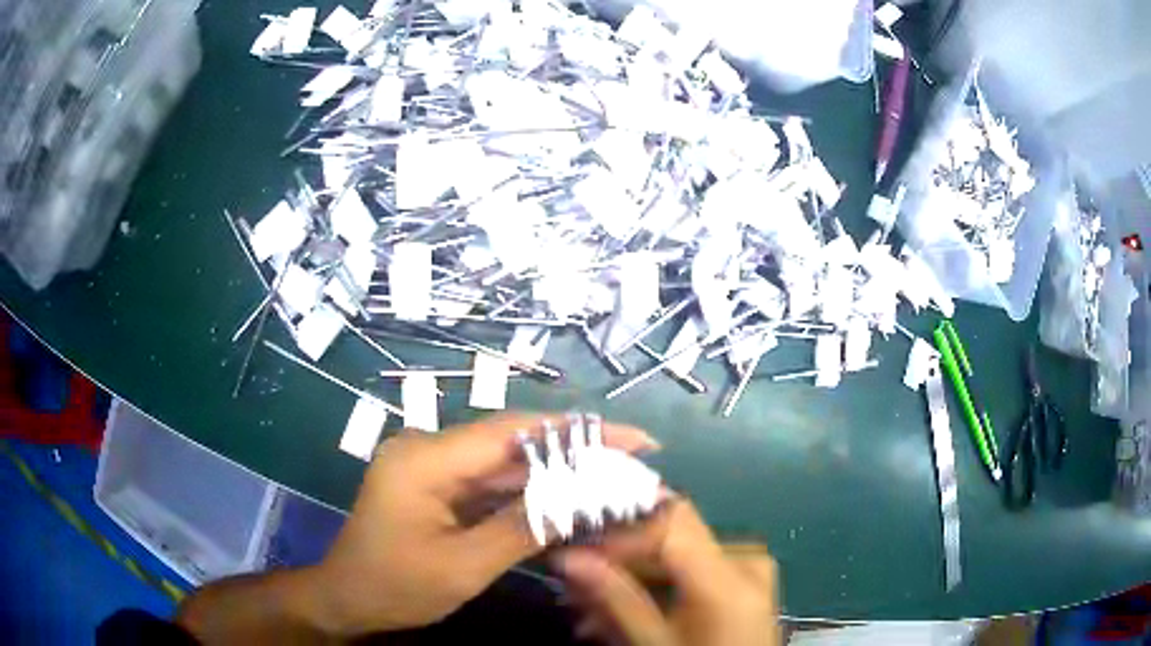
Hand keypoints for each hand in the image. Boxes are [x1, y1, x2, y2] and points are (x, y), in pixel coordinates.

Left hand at [298, 413, 659, 636]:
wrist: (347, 598)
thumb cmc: (395, 586)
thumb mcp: (463, 565)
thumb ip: (523, 527)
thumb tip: (585, 497)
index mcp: (425, 458)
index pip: (514, 432)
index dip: (577, 431)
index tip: (633, 439)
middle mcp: (428, 448)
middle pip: (513, 444)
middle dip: (574, 454)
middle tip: (632, 464)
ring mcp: (431, 466)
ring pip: (505, 465)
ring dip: (555, 476)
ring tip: (610, 482)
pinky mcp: (436, 485)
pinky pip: (489, 484)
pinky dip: (528, 495)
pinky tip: (566, 502)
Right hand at [555, 499, 779, 645]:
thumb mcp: (655, 644)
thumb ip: (616, 599)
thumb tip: (569, 559)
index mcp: (731, 575)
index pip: (668, 523)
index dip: (618, 534)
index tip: (574, 555)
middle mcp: (745, 559)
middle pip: (671, 540)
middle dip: (617, 563)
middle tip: (573, 586)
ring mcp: (748, 571)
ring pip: (676, 559)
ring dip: (630, 580)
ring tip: (590, 610)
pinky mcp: (743, 584)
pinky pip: (692, 574)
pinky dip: (655, 590)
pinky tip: (624, 614)